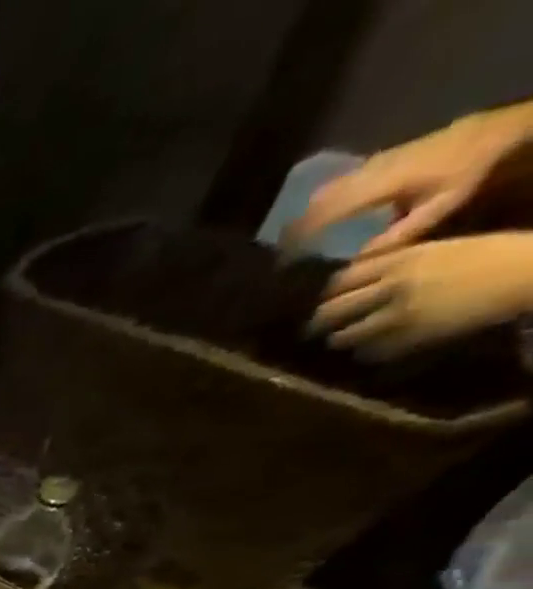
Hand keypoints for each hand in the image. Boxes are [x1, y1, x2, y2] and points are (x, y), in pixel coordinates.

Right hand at [288, 109, 532, 255]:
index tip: (280, 263)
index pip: (323, 215)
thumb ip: (395, 237)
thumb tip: (352, 266)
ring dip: (310, 212)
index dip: (298, 239)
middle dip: (296, 227)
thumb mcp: (439, 207)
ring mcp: (377, 161)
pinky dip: (329, 198)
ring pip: (328, 189)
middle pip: (319, 200)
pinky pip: (344, 180)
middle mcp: (371, 171)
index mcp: (379, 186)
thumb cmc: (472, 171)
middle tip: (279, 253)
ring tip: (297, 235)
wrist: (505, 126)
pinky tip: (330, 211)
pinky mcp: (385, 156)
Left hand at [310, 233, 532, 357]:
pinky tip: (371, 348)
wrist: (526, 272)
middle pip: (330, 312)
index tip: (326, 300)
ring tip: (343, 339)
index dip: (328, 293)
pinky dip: (364, 352)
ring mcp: (397, 315)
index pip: (339, 281)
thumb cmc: (488, 255)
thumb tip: (355, 279)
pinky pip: (368, 352)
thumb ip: (396, 262)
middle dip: (319, 322)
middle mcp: (391, 287)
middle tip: (316, 328)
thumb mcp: (438, 249)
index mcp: (400, 260)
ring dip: (339, 339)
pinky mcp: (407, 338)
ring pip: (342, 336)